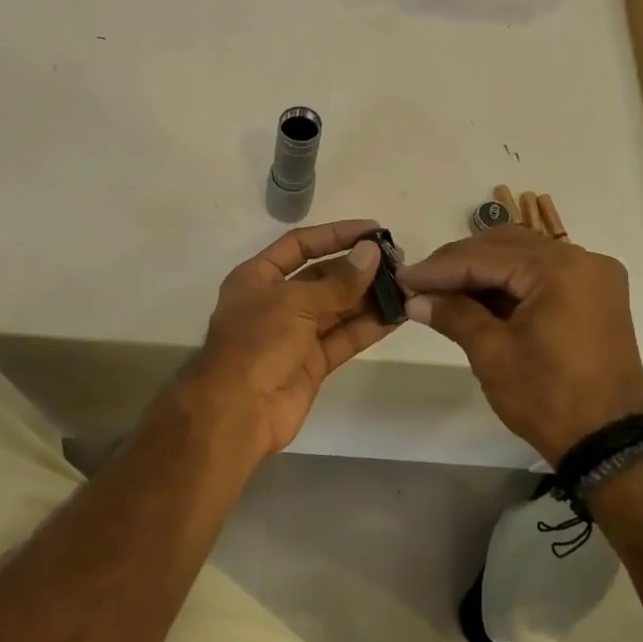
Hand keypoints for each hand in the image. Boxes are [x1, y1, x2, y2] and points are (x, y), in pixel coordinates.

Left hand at [176, 219, 397, 461]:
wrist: (237, 411)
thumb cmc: (256, 344)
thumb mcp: (294, 303)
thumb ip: (337, 282)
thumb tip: (372, 253)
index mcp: (257, 278)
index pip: (299, 245)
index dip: (335, 235)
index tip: (373, 230)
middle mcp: (276, 302)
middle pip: (322, 277)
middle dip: (358, 269)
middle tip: (398, 262)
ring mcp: (294, 334)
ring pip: (337, 309)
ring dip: (369, 298)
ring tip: (405, 286)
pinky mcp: (312, 363)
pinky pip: (344, 338)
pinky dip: (368, 327)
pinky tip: (397, 315)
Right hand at [398, 226, 642, 463]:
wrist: (607, 441)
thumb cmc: (547, 397)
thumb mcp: (492, 354)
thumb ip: (454, 315)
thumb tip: (415, 300)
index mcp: (559, 270)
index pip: (485, 257)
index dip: (438, 268)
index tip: (403, 278)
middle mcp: (583, 259)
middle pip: (505, 246)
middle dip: (458, 263)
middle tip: (419, 282)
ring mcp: (593, 276)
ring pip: (523, 256)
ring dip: (481, 270)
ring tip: (441, 289)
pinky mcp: (595, 294)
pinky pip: (542, 274)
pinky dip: (508, 281)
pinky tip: (476, 296)